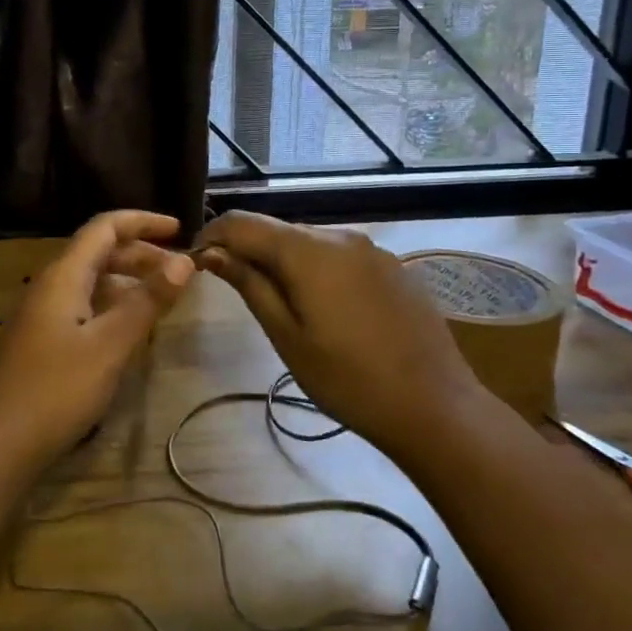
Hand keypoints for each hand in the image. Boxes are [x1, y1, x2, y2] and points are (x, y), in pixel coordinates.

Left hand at [0, 210, 195, 468]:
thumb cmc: (56, 389)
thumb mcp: (110, 345)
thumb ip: (147, 302)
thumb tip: (183, 261)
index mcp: (64, 275)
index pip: (105, 227)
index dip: (143, 222)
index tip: (180, 230)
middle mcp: (51, 285)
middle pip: (98, 251)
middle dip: (141, 253)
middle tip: (179, 272)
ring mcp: (43, 313)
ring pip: (92, 280)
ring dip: (128, 280)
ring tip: (162, 298)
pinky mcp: (42, 340)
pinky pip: (84, 305)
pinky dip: (113, 304)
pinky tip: (129, 328)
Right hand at [194, 211, 482, 454]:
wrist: (435, 406)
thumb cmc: (348, 379)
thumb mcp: (286, 336)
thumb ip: (249, 285)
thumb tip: (212, 253)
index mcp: (308, 250)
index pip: (243, 223)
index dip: (212, 237)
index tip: (195, 263)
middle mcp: (340, 236)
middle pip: (277, 230)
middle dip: (247, 250)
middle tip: (231, 287)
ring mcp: (371, 249)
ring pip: (308, 242)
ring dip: (281, 260)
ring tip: (275, 302)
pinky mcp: (391, 266)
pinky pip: (339, 255)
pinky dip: (315, 268)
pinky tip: (322, 307)